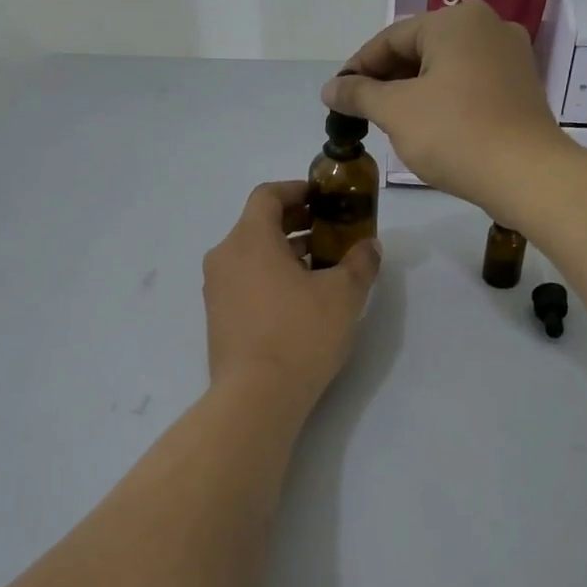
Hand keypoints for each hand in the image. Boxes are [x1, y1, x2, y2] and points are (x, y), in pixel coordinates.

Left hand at [203, 181, 379, 410]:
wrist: (256, 397)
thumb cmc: (300, 334)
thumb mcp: (343, 295)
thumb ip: (359, 263)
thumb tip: (369, 246)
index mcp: (249, 239)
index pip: (267, 195)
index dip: (297, 190)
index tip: (324, 198)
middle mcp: (225, 257)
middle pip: (259, 224)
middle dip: (297, 222)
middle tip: (331, 231)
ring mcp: (217, 289)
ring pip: (252, 255)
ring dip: (286, 252)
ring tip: (323, 267)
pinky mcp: (218, 317)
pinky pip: (245, 281)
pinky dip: (270, 276)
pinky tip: (300, 299)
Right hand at [320, 1, 567, 216]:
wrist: (526, 175)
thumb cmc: (454, 133)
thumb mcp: (396, 112)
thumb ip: (359, 94)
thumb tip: (330, 88)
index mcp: (456, 20)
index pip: (391, 38)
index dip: (358, 68)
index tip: (336, 96)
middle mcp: (487, 25)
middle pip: (420, 49)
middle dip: (386, 80)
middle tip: (360, 111)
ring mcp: (510, 55)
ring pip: (445, 67)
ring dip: (412, 91)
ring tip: (388, 121)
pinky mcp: (521, 85)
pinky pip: (469, 83)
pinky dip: (442, 98)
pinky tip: (427, 125)